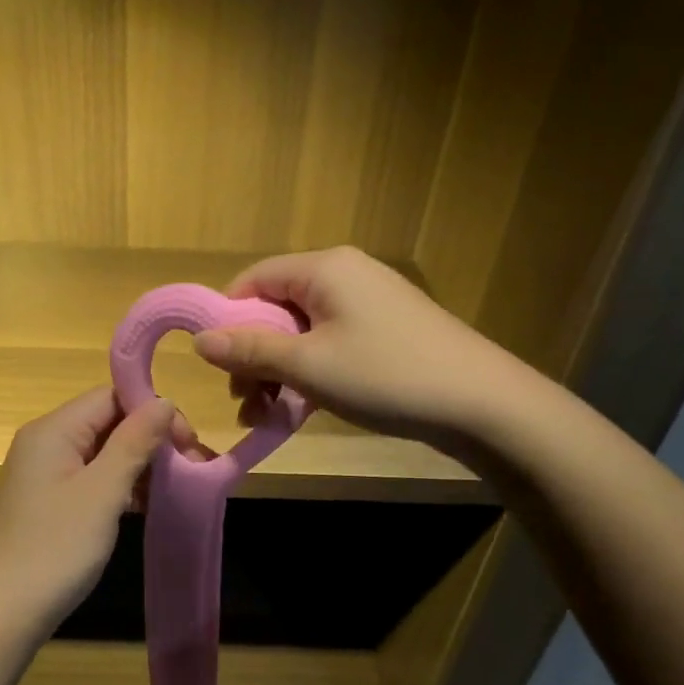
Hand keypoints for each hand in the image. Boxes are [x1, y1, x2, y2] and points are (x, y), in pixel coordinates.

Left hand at [0, 387, 176, 646]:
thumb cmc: (54, 548)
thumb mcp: (103, 492)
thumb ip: (134, 442)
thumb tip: (164, 401)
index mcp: (54, 429)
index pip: (112, 395)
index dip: (152, 411)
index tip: (187, 443)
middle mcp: (46, 442)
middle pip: (109, 421)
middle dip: (151, 439)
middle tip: (191, 469)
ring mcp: (45, 474)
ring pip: (103, 452)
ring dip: (140, 465)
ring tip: (176, 489)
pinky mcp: (49, 502)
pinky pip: (92, 478)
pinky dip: (121, 486)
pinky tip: (146, 505)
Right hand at [194, 246, 527, 453]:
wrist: (483, 404)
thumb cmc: (386, 375)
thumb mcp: (308, 366)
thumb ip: (251, 350)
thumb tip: (199, 340)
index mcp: (324, 268)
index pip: (253, 279)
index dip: (227, 319)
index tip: (218, 366)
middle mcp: (345, 274)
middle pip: (277, 307)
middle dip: (254, 355)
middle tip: (245, 401)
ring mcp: (370, 302)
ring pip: (303, 331)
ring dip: (279, 371)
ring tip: (268, 416)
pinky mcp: (387, 329)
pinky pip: (331, 343)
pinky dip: (311, 372)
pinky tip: (301, 410)